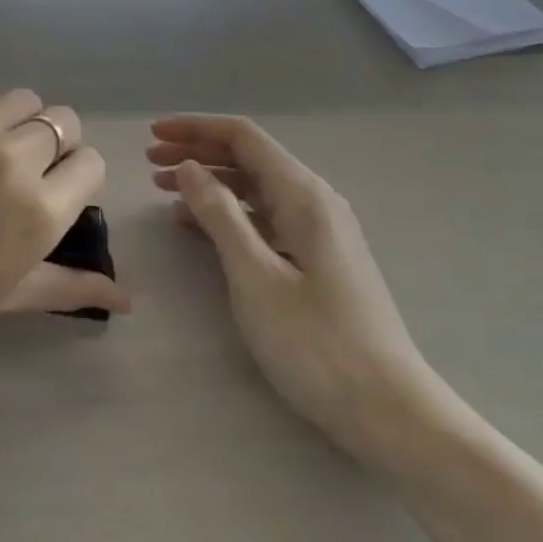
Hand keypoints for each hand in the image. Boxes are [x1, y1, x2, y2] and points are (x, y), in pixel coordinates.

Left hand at [0, 90, 125, 362]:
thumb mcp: (8, 296)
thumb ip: (72, 287)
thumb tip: (128, 298)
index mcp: (39, 211)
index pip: (91, 163)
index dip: (76, 177)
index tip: (53, 193)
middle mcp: (13, 159)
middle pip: (63, 121)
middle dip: (53, 146)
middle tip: (20, 174)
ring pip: (23, 100)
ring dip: (18, 124)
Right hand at [149, 115, 441, 463]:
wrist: (391, 413)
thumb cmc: (317, 344)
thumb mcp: (256, 277)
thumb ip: (220, 215)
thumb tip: (188, 167)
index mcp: (303, 195)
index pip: (243, 137)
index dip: (195, 128)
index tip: (154, 132)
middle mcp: (315, 202)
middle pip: (249, 158)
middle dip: (198, 152)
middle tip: (151, 161)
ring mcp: (320, 232)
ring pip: (255, 188)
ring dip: (210, 182)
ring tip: (164, 190)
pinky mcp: (318, 259)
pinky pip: (265, 219)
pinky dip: (228, 214)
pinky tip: (198, 226)